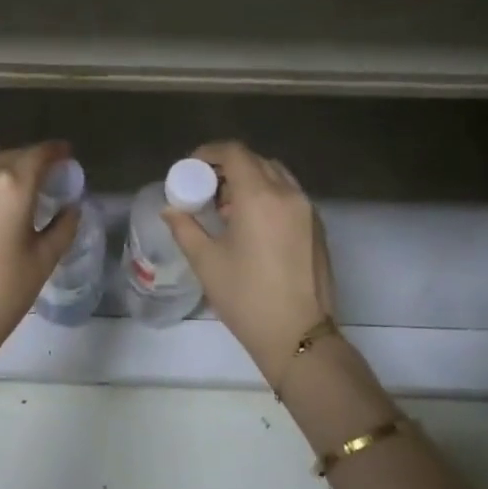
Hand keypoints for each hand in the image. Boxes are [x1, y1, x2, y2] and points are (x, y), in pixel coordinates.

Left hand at [0, 141, 78, 382]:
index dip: (57, 151)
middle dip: (32, 160)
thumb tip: (71, 208)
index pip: (39, 154)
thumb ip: (63, 226)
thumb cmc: (5, 290)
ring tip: (19, 185)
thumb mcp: (44, 258)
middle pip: (13, 154)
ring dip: (6, 165)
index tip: (67, 155)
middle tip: (48, 176)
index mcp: (13, 184)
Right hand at [164, 141, 334, 385]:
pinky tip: (252, 225)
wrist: (298, 335)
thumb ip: (185, 228)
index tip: (191, 168)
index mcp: (259, 196)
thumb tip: (170, 209)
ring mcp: (308, 210)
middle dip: (229, 167)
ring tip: (228, 208)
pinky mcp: (317, 228)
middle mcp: (288, 194)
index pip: (235, 153)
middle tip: (206, 188)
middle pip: (257, 161)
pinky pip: (290, 196)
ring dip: (251, 180)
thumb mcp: (206, 261)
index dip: (210, 153)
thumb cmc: (246, 296)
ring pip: (277, 176)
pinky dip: (269, 196)